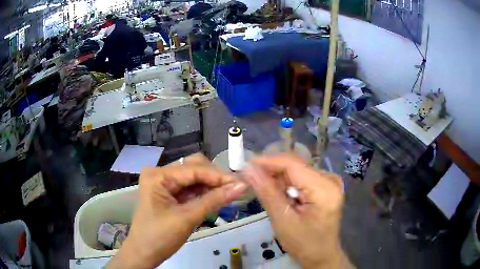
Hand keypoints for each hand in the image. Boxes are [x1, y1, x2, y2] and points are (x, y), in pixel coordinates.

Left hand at [107, 154, 247, 268]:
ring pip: (194, 178)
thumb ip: (214, 200)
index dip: (218, 176)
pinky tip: (216, 198)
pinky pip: (191, 188)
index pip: (193, 169)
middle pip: (194, 168)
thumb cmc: (160, 237)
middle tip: (235, 189)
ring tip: (230, 193)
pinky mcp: (169, 194)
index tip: (240, 183)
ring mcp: (164, 184)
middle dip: (214, 178)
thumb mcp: (187, 218)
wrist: (145, 253)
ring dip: (211, 185)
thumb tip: (241, 186)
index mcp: (158, 176)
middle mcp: (160, 174)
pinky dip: (204, 193)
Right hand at [244, 154, 349, 268]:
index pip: (293, 165)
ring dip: (278, 178)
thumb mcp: (283, 220)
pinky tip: (278, 194)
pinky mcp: (325, 187)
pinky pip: (301, 178)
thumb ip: (267, 192)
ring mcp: (329, 182)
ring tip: (262, 189)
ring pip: (296, 171)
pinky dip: (287, 185)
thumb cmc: (303, 243)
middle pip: (295, 166)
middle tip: (250, 178)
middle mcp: (329, 179)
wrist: (321, 255)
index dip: (268, 162)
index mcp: (324, 189)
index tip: (245, 165)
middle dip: (271, 171)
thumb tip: (248, 169)